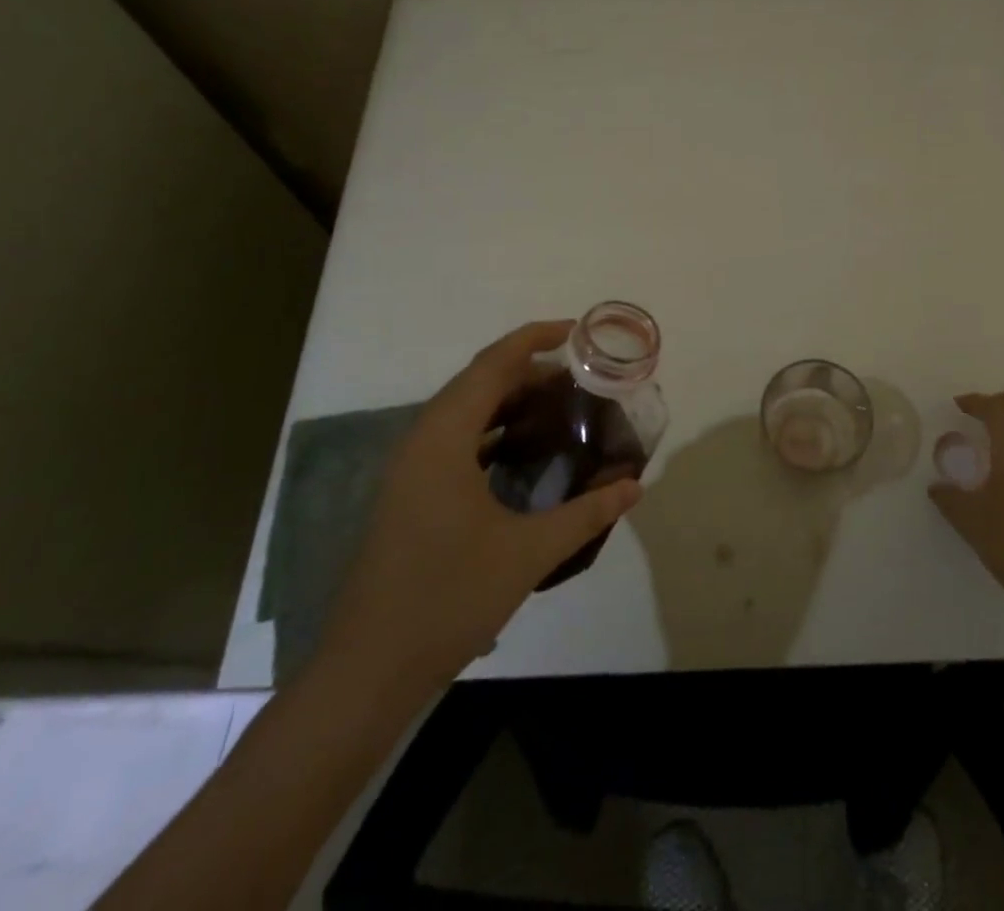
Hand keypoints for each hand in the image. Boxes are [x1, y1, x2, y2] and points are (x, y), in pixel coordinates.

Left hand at [315, 321, 642, 694]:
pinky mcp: (409, 494)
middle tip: (581, 379)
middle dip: (529, 371)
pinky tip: (523, 454)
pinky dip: (492, 431)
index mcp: (443, 438)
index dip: (534, 338)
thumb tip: (635, 485)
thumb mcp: (527, 553)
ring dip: (509, 401)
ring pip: (464, 412)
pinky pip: (456, 441)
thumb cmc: (447, 599)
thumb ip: (586, 514)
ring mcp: (410, 469)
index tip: (576, 331)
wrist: (368, 671)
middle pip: (478, 382)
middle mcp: (421, 441)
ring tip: (560, 408)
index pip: (492, 365)